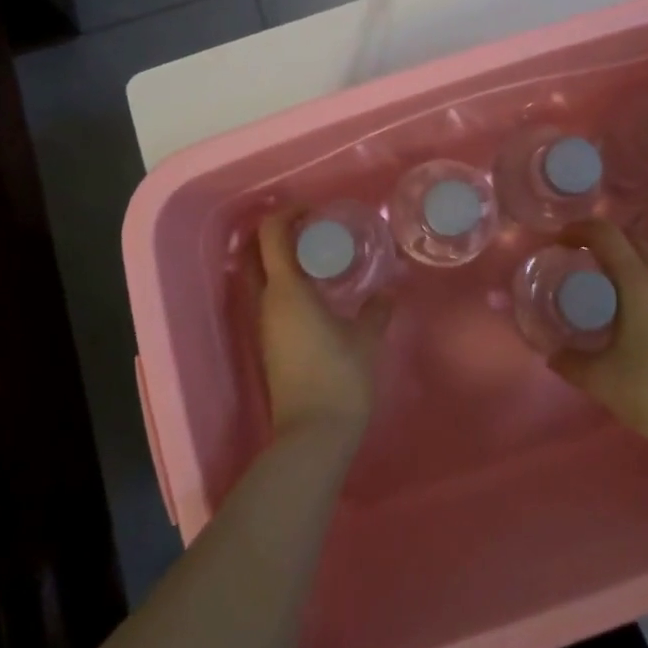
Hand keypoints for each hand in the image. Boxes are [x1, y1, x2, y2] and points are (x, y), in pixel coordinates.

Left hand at [253, 212, 391, 446]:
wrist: (312, 436)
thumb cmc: (340, 379)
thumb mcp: (366, 339)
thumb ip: (378, 309)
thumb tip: (391, 289)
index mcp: (287, 290)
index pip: (271, 235)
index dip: (287, 213)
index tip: (314, 210)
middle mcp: (267, 302)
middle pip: (256, 252)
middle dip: (279, 233)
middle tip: (313, 229)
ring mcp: (264, 325)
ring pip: (261, 276)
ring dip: (282, 259)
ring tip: (321, 257)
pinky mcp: (269, 344)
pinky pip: (270, 298)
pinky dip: (286, 283)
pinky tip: (317, 292)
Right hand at [549, 220, 647, 466]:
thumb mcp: (602, 381)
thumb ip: (570, 362)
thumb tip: (553, 353)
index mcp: (640, 283)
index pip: (606, 234)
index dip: (579, 229)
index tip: (559, 242)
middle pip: (632, 239)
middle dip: (603, 241)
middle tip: (580, 262)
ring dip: (627, 259)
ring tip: (606, 285)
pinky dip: (646, 278)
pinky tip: (635, 310)